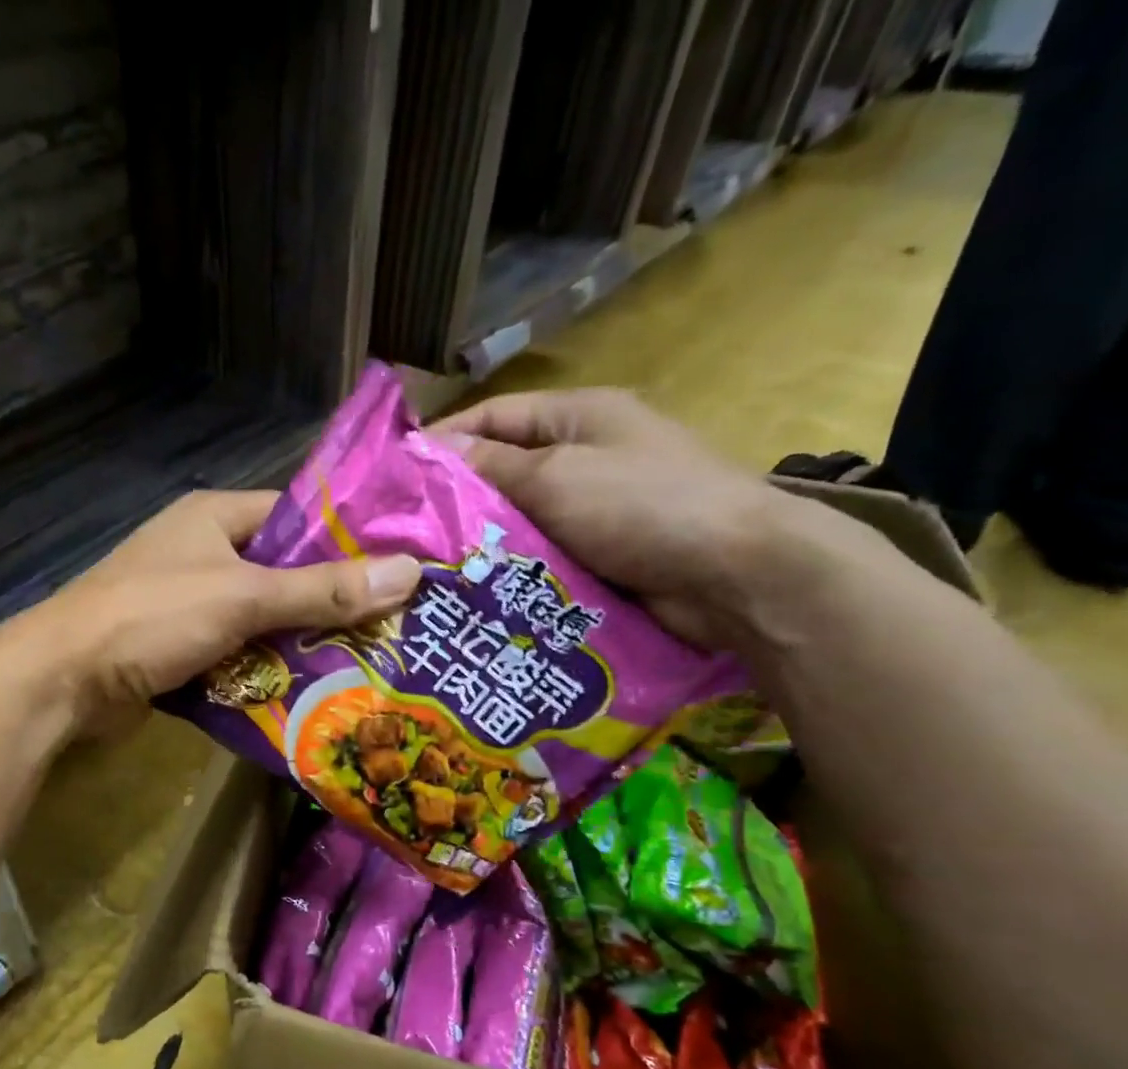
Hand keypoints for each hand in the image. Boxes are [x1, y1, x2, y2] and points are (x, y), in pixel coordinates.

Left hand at [5, 490, 421, 737]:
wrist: (65, 680)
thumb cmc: (152, 618)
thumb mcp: (242, 597)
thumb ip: (321, 590)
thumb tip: (409, 571)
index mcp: (214, 517)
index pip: (296, 517)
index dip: (347, 540)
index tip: (399, 569)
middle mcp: (203, 554)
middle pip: (283, 574)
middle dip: (329, 604)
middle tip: (392, 630)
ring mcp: (188, 604)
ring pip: (261, 620)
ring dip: (300, 645)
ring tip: (365, 666)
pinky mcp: (178, 649)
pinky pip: (236, 655)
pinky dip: (264, 673)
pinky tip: (308, 694)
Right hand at [433, 388, 784, 645]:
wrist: (735, 575)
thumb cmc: (643, 505)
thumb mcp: (557, 475)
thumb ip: (492, 467)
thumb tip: (434, 455)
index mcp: (577, 416)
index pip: (492, 417)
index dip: (442, 441)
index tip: (393, 478)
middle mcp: (583, 456)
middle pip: (501, 472)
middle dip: (455, 501)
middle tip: (402, 536)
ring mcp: (593, 509)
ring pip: (518, 522)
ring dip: (481, 543)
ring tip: (427, 571)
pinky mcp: (599, 556)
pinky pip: (540, 558)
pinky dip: (511, 571)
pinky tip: (474, 593)